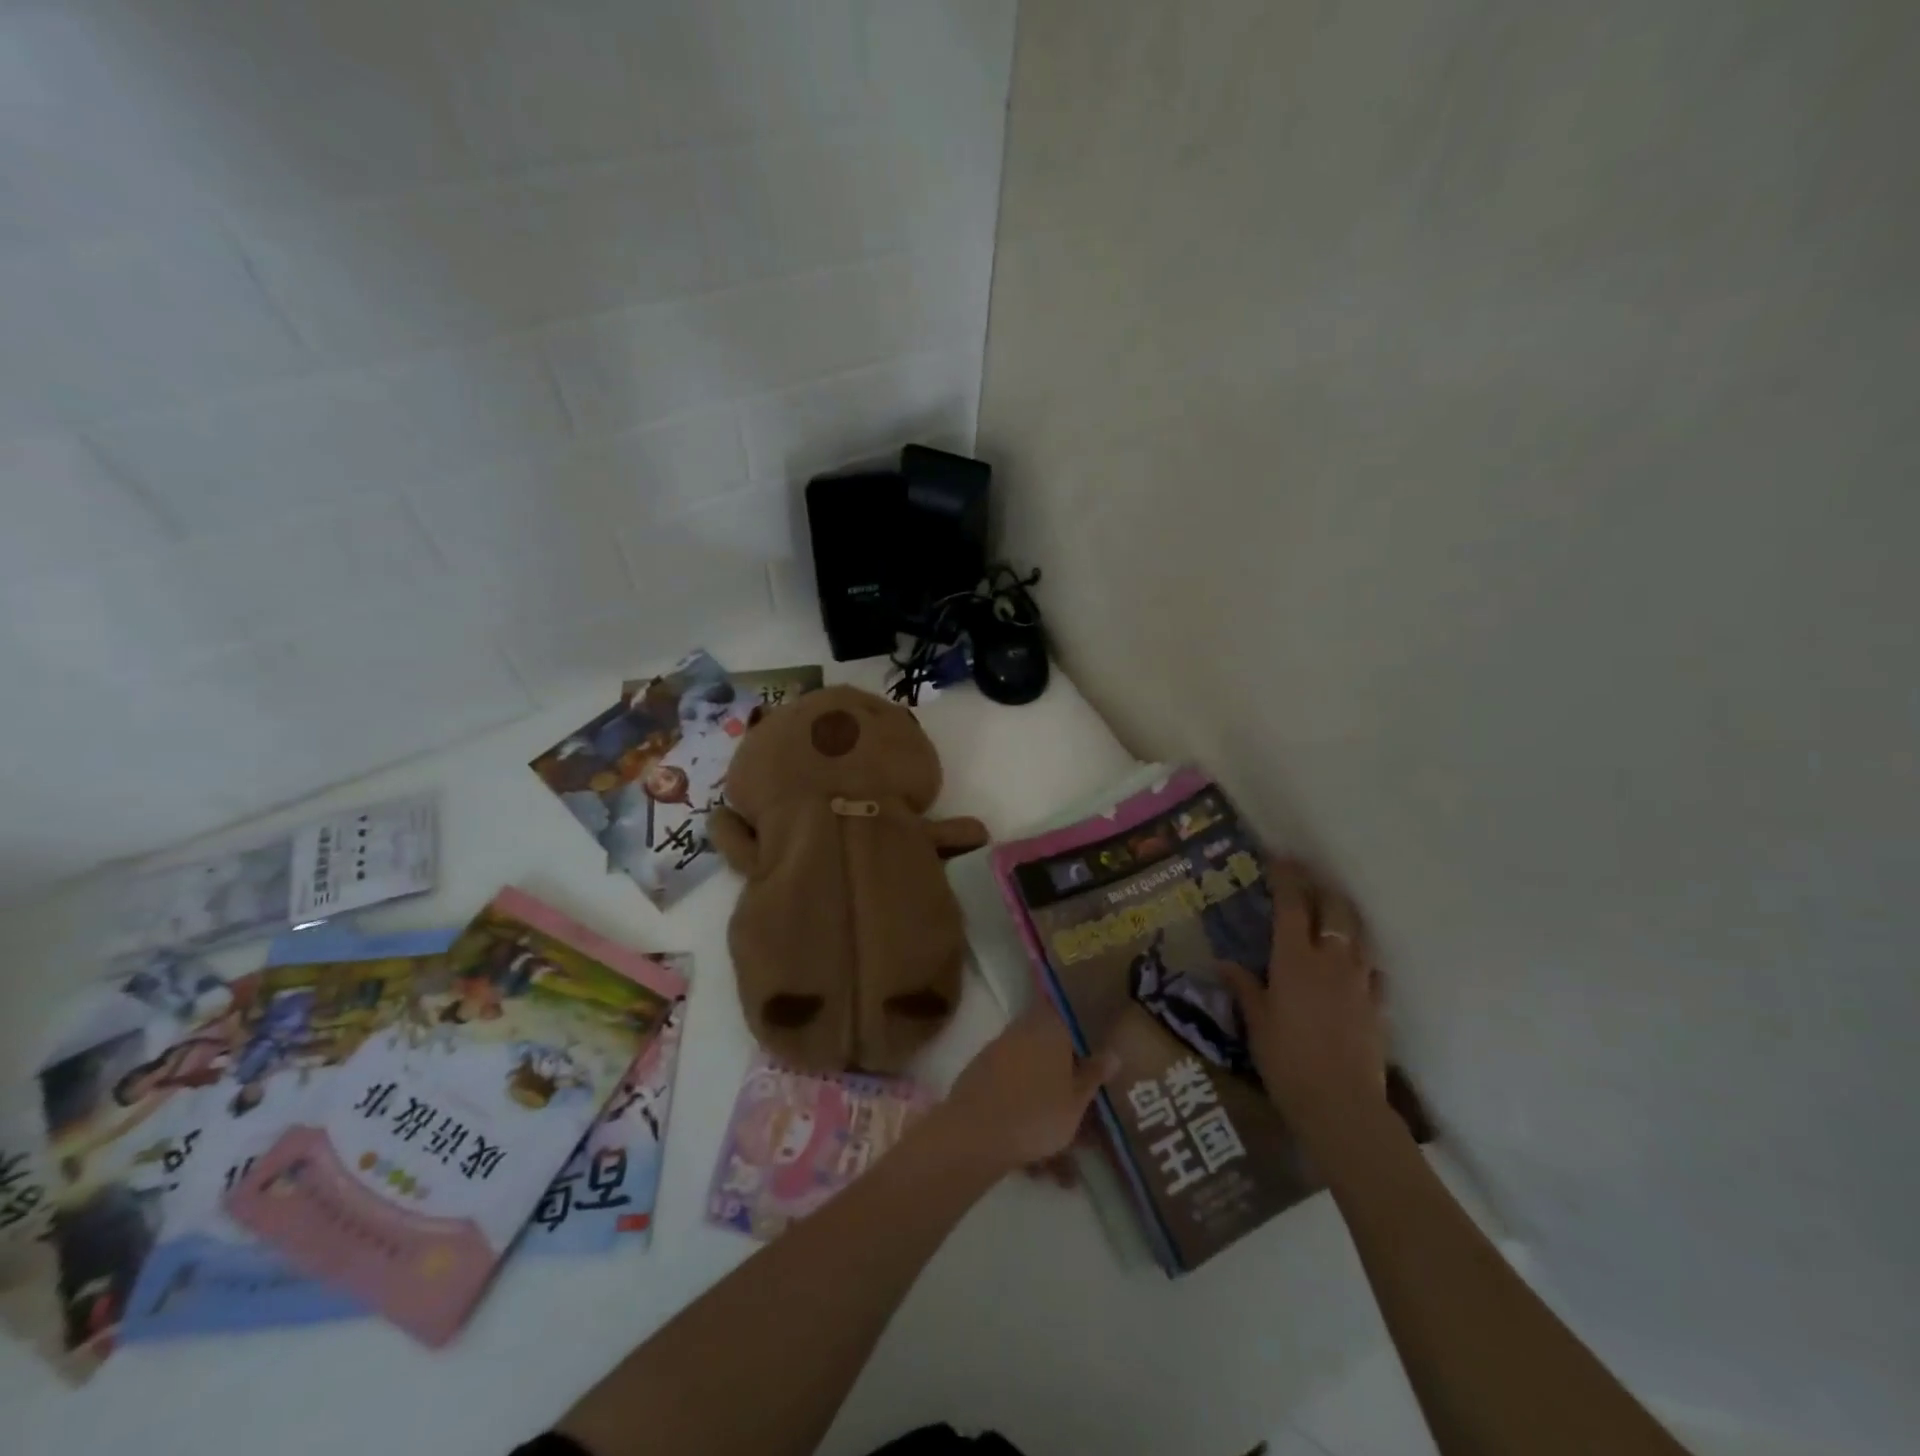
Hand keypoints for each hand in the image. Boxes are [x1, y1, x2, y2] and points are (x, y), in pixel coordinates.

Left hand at [939, 1007, 1118, 1174]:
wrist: (976, 1132)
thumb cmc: (1038, 1113)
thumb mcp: (1077, 1100)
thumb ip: (1094, 1074)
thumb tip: (1113, 1052)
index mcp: (1050, 1026)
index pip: (1070, 1016)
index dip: (1083, 1037)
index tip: (1095, 1059)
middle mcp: (1023, 1029)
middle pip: (1052, 1052)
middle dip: (1067, 1086)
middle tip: (1085, 1124)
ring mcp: (999, 1050)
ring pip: (1033, 1080)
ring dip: (1047, 1113)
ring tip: (1063, 1168)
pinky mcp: (981, 1074)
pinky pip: (1013, 1093)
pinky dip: (1026, 1121)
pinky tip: (1036, 1166)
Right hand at [1222, 861, 1389, 1151]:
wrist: (1340, 1105)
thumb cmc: (1286, 1060)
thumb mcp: (1256, 1021)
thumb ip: (1243, 987)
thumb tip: (1224, 964)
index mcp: (1294, 958)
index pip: (1292, 904)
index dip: (1287, 877)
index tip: (1280, 859)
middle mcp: (1331, 960)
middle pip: (1334, 909)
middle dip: (1321, 890)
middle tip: (1306, 883)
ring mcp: (1360, 982)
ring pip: (1358, 935)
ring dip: (1344, 918)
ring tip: (1331, 916)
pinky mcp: (1378, 1006)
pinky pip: (1373, 971)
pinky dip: (1362, 960)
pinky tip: (1354, 968)